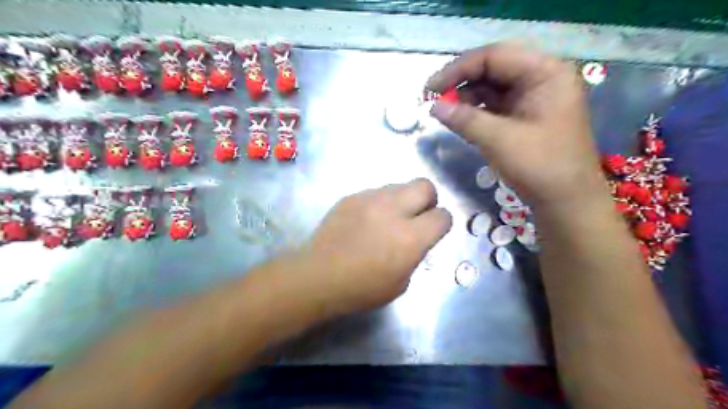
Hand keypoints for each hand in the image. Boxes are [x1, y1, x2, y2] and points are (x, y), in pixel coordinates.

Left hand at [300, 177, 450, 316]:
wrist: (319, 276)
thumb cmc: (362, 288)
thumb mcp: (401, 282)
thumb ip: (415, 254)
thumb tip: (416, 239)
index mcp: (410, 237)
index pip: (442, 215)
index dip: (441, 223)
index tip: (433, 231)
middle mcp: (393, 210)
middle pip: (425, 186)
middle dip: (428, 200)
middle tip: (416, 217)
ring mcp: (369, 199)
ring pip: (399, 185)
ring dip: (401, 201)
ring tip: (387, 219)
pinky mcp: (351, 197)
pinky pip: (375, 192)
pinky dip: (378, 204)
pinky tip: (366, 221)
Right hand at [428, 44, 608, 210]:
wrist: (566, 201)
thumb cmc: (541, 167)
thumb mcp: (499, 140)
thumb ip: (465, 119)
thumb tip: (432, 106)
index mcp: (545, 72)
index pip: (494, 56)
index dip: (458, 69)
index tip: (430, 88)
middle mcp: (541, 78)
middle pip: (492, 68)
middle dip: (460, 82)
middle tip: (433, 98)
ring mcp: (533, 97)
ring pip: (491, 86)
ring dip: (465, 96)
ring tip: (443, 111)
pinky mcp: (525, 115)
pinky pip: (495, 104)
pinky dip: (475, 110)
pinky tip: (459, 118)